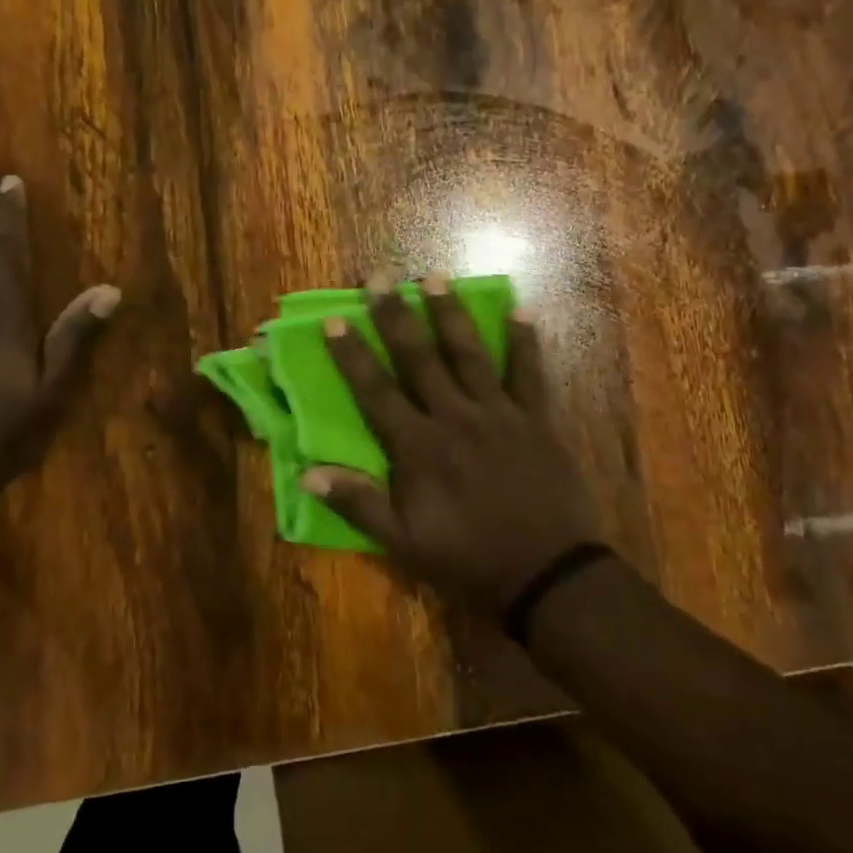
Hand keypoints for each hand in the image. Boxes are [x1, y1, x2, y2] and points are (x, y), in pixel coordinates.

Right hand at [302, 272, 600, 614]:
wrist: (546, 574)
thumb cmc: (467, 558)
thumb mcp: (402, 543)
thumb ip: (357, 503)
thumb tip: (306, 472)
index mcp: (418, 445)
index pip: (376, 390)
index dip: (353, 354)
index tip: (335, 319)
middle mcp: (455, 416)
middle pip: (419, 358)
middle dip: (395, 316)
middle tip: (380, 278)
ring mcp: (498, 413)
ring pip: (468, 354)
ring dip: (449, 314)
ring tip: (434, 277)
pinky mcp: (536, 419)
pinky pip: (529, 373)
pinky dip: (525, 342)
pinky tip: (521, 310)